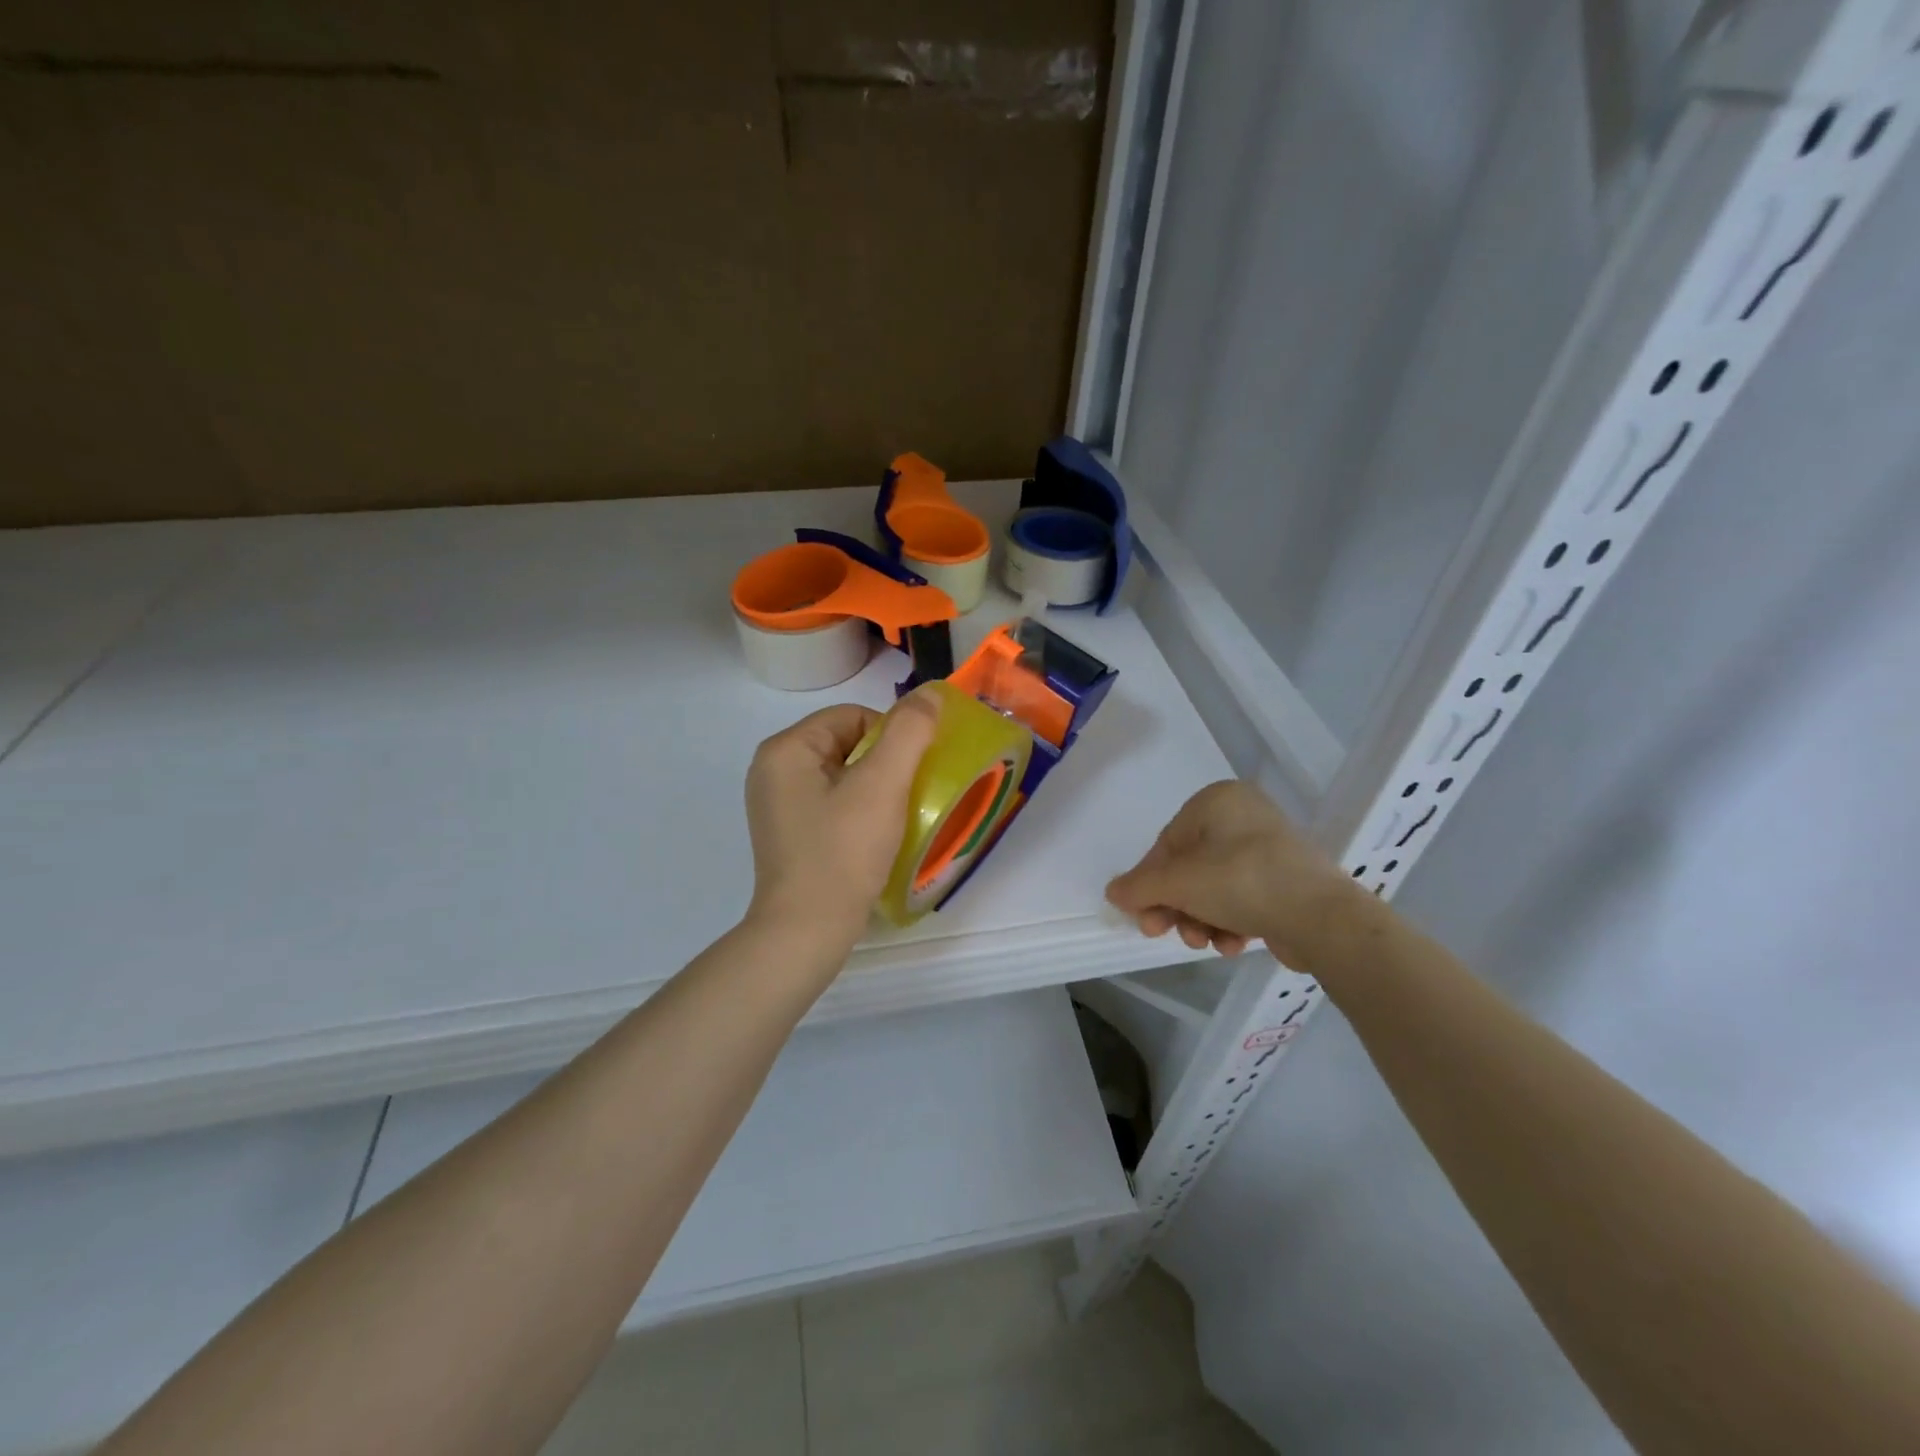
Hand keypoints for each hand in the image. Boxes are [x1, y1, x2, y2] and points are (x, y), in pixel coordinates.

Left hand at [743, 693, 939, 949]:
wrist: (806, 932)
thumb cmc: (843, 852)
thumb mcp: (882, 785)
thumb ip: (909, 732)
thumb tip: (930, 694)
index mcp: (786, 749)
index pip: (853, 716)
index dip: (892, 737)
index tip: (913, 773)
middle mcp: (773, 771)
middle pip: (847, 744)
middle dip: (885, 765)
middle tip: (910, 796)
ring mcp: (778, 805)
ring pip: (843, 776)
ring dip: (877, 790)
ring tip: (898, 817)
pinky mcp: (789, 835)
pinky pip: (833, 804)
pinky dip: (860, 812)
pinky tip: (877, 837)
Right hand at [1105, 780, 1368, 969]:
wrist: (1324, 919)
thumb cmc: (1241, 882)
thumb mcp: (1178, 883)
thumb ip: (1138, 887)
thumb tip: (1113, 892)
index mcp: (1217, 800)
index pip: (1167, 843)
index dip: (1149, 882)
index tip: (1142, 916)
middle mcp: (1243, 816)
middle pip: (1189, 867)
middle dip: (1175, 906)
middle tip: (1162, 933)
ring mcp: (1268, 848)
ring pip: (1213, 887)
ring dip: (1199, 918)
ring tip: (1203, 942)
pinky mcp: (1286, 880)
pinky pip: (1242, 897)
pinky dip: (1229, 921)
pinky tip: (1231, 944)